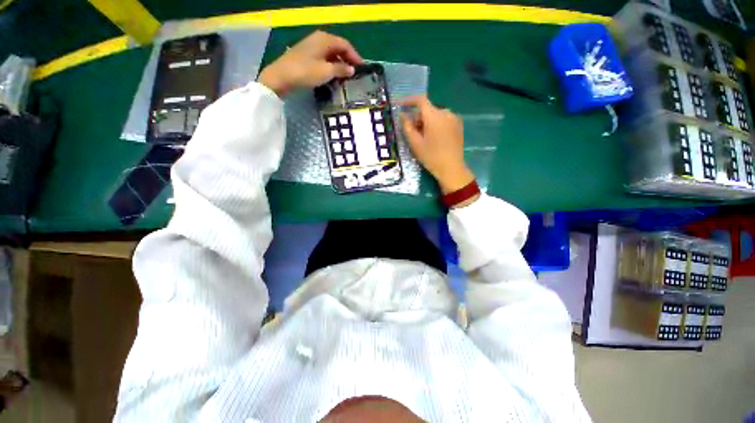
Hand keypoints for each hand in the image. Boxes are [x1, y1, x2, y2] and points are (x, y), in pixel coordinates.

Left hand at [259, 31, 362, 96]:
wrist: (281, 77)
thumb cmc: (306, 72)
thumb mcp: (326, 71)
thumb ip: (341, 69)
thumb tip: (351, 69)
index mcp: (325, 39)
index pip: (345, 45)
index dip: (354, 56)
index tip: (362, 68)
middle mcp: (318, 39)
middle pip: (338, 48)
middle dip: (347, 60)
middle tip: (354, 73)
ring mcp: (311, 47)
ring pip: (330, 53)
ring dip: (339, 64)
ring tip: (345, 77)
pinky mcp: (306, 55)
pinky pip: (323, 58)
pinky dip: (330, 66)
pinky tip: (333, 76)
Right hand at [401, 96, 474, 195]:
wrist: (451, 168)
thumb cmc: (431, 156)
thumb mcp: (415, 143)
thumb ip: (407, 127)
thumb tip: (403, 115)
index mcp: (434, 116)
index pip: (420, 100)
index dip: (409, 100)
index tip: (401, 105)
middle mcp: (446, 113)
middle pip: (428, 110)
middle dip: (418, 117)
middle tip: (412, 132)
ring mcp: (454, 119)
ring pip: (435, 115)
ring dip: (426, 122)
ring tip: (423, 138)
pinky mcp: (458, 126)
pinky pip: (443, 120)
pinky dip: (435, 124)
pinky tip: (434, 138)